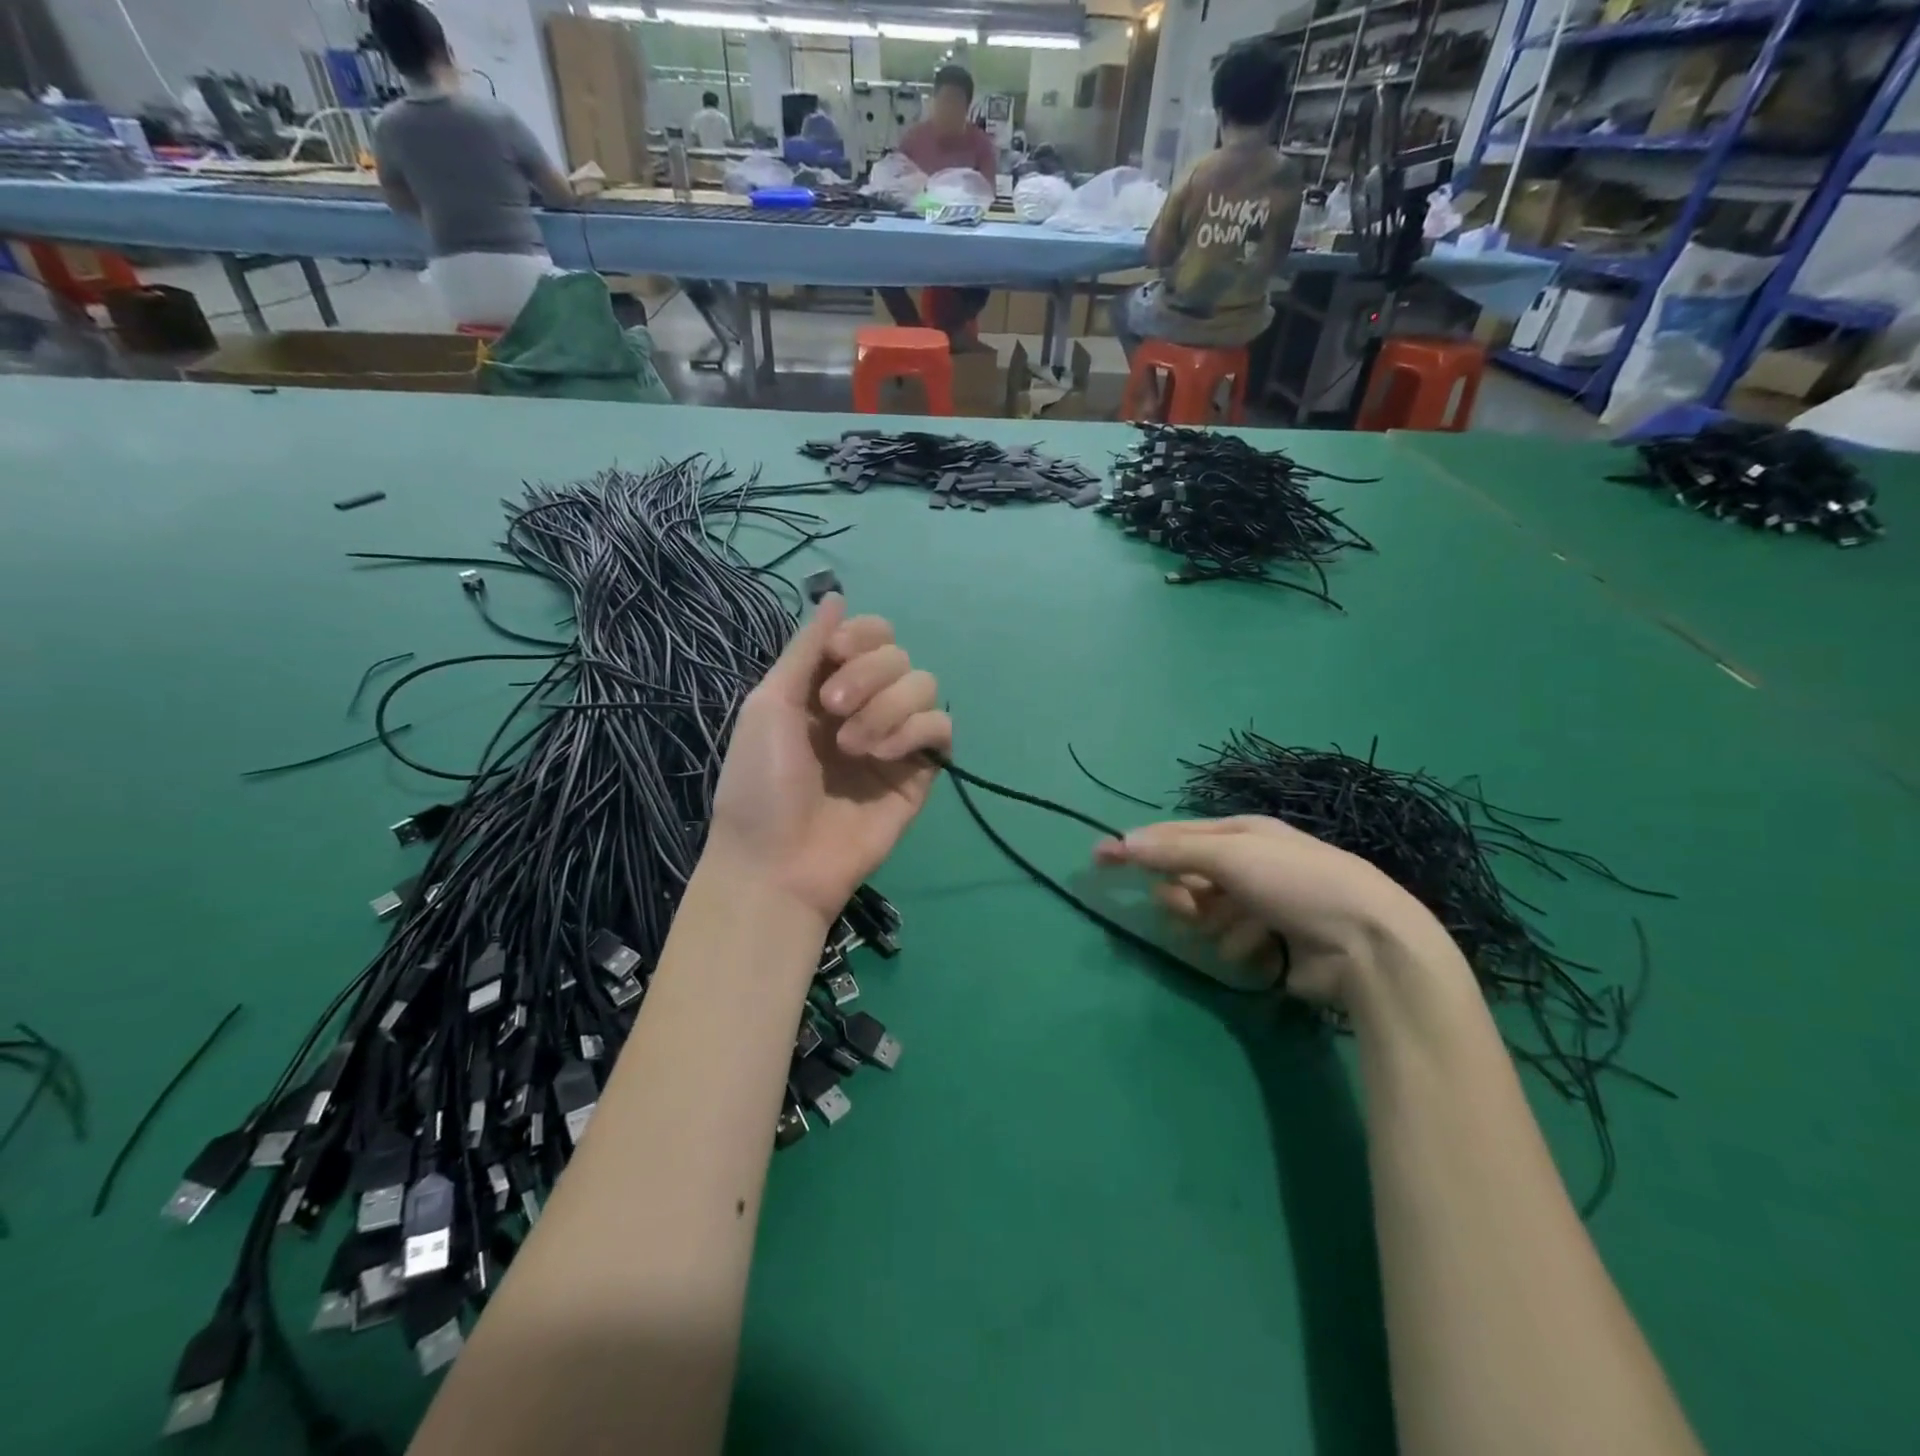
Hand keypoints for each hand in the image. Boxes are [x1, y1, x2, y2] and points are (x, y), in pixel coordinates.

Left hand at [707, 596, 951, 922]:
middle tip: (832, 711)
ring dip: (887, 707)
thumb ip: (807, 649)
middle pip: (899, 655)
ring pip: (924, 686)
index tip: (835, 658)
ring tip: (853, 747)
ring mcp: (894, 738)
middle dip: (867, 675)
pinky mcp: (919, 771)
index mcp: (827, 686)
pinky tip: (882, 756)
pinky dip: (914, 731)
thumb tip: (835, 596)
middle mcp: (865, 705)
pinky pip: (940, 727)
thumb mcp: (769, 704)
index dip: (861, 636)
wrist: (777, 861)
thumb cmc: (759, 783)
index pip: (870, 635)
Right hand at [1094, 816, 1467, 1012]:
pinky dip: (1237, 945)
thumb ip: (1173, 850)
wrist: (1367, 943)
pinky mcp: (1269, 943)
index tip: (1098, 859)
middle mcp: (1248, 864)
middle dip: (1181, 892)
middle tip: (1188, 905)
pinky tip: (1261, 948)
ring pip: (1203, 913)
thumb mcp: (1231, 855)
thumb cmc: (1296, 883)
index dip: (1136, 845)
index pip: (1174, 834)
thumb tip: (1121, 841)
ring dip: (1210, 921)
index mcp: (1242, 832)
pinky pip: (1228, 942)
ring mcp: (1260, 904)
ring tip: (1234, 929)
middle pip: (1186, 877)